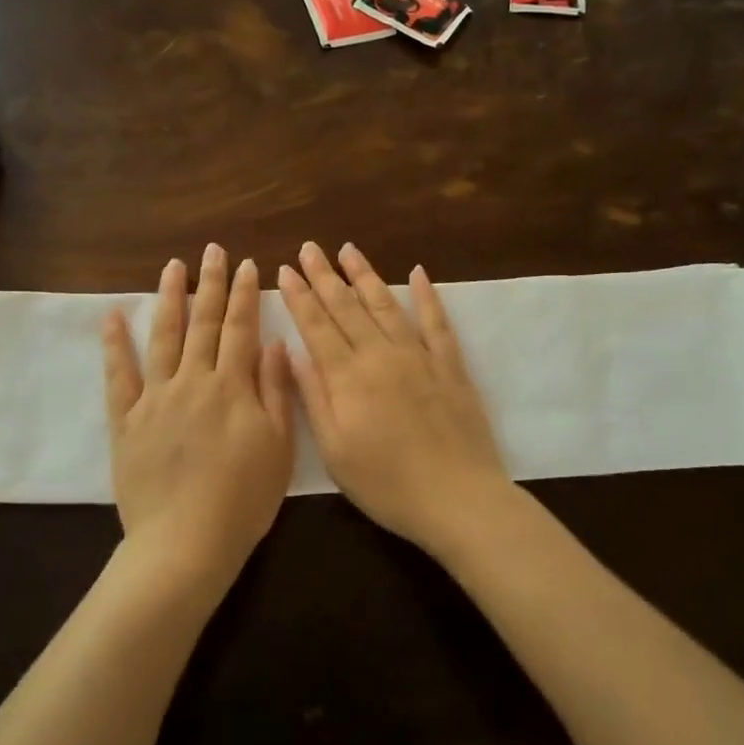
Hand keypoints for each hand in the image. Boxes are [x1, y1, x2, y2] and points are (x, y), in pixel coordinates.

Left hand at [103, 245, 294, 585]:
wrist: (185, 542)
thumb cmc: (243, 500)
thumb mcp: (278, 447)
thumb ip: (274, 391)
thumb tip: (272, 344)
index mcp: (232, 388)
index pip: (240, 329)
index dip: (246, 295)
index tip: (248, 265)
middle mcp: (193, 382)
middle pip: (203, 324)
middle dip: (211, 284)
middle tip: (213, 250)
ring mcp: (155, 398)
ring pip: (163, 338)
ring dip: (169, 299)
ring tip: (172, 266)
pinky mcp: (126, 420)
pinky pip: (118, 376)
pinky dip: (115, 344)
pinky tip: (113, 316)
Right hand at [278, 242, 508, 557]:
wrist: (457, 497)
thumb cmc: (386, 483)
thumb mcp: (335, 451)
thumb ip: (314, 398)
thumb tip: (293, 352)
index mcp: (348, 378)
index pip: (317, 326)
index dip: (300, 296)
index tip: (286, 269)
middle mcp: (381, 356)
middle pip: (347, 307)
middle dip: (325, 276)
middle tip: (309, 248)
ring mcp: (419, 357)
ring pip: (386, 305)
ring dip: (366, 276)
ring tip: (348, 250)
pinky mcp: (450, 366)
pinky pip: (437, 322)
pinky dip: (427, 296)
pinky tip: (418, 273)